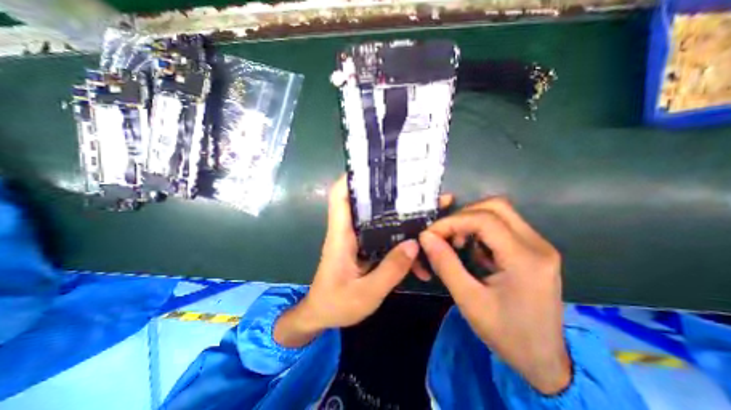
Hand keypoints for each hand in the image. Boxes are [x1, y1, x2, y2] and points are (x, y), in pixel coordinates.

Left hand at [275, 176, 419, 349]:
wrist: (322, 315)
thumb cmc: (336, 304)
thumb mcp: (366, 293)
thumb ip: (390, 270)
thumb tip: (415, 244)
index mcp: (341, 235)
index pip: (339, 196)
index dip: (351, 178)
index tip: (374, 168)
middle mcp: (348, 231)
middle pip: (367, 203)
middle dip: (390, 194)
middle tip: (418, 190)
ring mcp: (358, 239)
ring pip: (379, 219)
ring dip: (401, 216)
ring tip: (428, 213)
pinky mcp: (365, 247)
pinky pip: (384, 236)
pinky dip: (400, 238)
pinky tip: (419, 248)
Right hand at [417, 197, 569, 395]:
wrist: (544, 359)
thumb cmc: (506, 334)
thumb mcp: (468, 300)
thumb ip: (445, 264)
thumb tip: (425, 237)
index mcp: (525, 259)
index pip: (484, 220)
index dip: (452, 221)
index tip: (430, 233)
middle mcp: (537, 245)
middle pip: (496, 206)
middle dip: (463, 215)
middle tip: (445, 234)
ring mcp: (538, 245)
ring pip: (499, 212)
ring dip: (471, 221)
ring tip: (457, 242)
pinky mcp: (533, 249)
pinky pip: (503, 225)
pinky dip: (481, 230)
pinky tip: (473, 250)